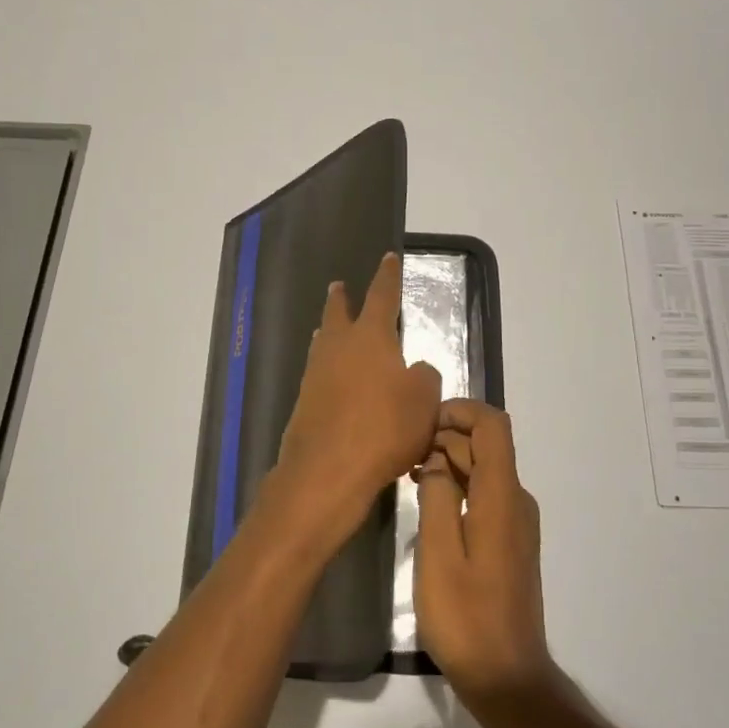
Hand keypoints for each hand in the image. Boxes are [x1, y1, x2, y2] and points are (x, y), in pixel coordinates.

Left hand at [262, 252, 442, 561]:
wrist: (328, 469)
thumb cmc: (385, 427)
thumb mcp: (424, 400)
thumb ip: (424, 376)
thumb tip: (414, 368)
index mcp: (370, 337)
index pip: (382, 296)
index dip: (387, 276)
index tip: (388, 258)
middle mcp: (338, 347)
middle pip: (338, 313)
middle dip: (342, 299)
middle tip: (339, 287)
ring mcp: (315, 374)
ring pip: (323, 343)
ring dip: (329, 332)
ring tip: (331, 328)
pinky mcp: (303, 403)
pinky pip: (318, 374)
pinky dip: (328, 369)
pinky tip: (332, 379)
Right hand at [414, 400, 556, 714]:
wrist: (507, 677)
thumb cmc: (467, 617)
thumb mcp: (439, 554)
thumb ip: (436, 497)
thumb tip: (433, 460)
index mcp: (502, 497)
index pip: (493, 426)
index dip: (460, 411)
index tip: (420, 421)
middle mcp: (515, 501)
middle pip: (485, 446)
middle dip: (445, 437)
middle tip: (400, 452)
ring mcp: (514, 523)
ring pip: (482, 471)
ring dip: (446, 462)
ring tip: (404, 473)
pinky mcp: (508, 542)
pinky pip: (483, 496)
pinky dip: (455, 487)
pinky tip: (425, 501)